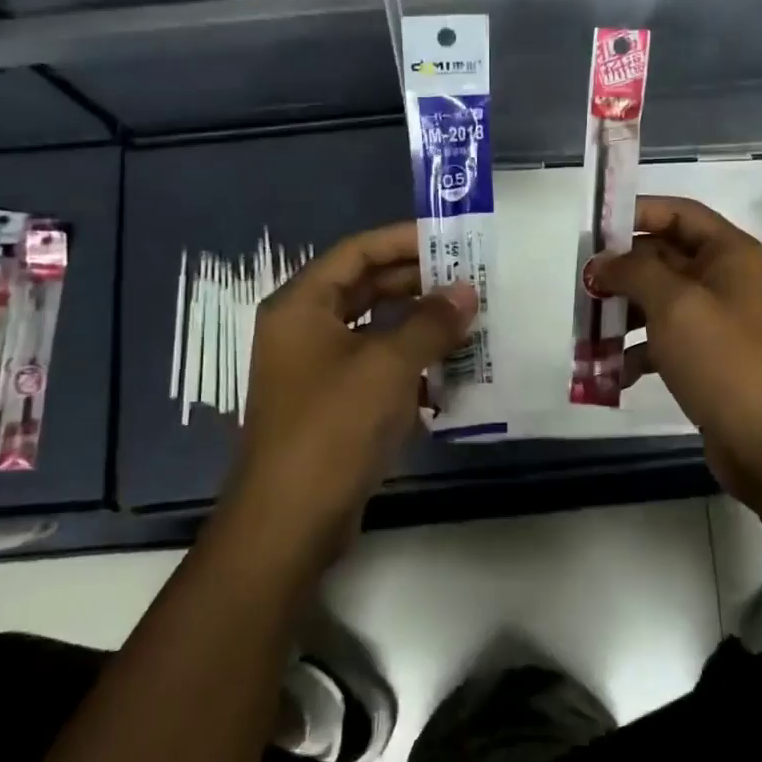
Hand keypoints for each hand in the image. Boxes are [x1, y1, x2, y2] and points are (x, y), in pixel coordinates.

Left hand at [229, 222, 476, 556]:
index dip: (404, 240)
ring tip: (471, 321)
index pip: (357, 252)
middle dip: (419, 284)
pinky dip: (412, 367)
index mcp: (302, 306)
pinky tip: (453, 373)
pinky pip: (378, 370)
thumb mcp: (388, 366)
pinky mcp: (334, 407)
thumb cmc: (333, 427)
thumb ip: (430, 322)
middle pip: (366, 289)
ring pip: (376, 332)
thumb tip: (466, 291)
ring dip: (420, 327)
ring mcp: (317, 371)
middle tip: (472, 280)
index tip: (453, 240)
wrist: (290, 522)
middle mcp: (305, 330)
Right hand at [588, 196, 761, 503]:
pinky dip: (637, 353)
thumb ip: (634, 272)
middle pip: (664, 259)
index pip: (679, 214)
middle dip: (621, 274)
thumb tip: (603, 263)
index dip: (636, 214)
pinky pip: (664, 343)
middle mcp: (727, 282)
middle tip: (582, 289)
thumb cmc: (725, 360)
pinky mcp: (709, 361)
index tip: (594, 230)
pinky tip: (612, 375)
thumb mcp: (675, 305)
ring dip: (622, 317)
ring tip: (586, 336)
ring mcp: (719, 323)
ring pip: (659, 304)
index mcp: (730, 255)